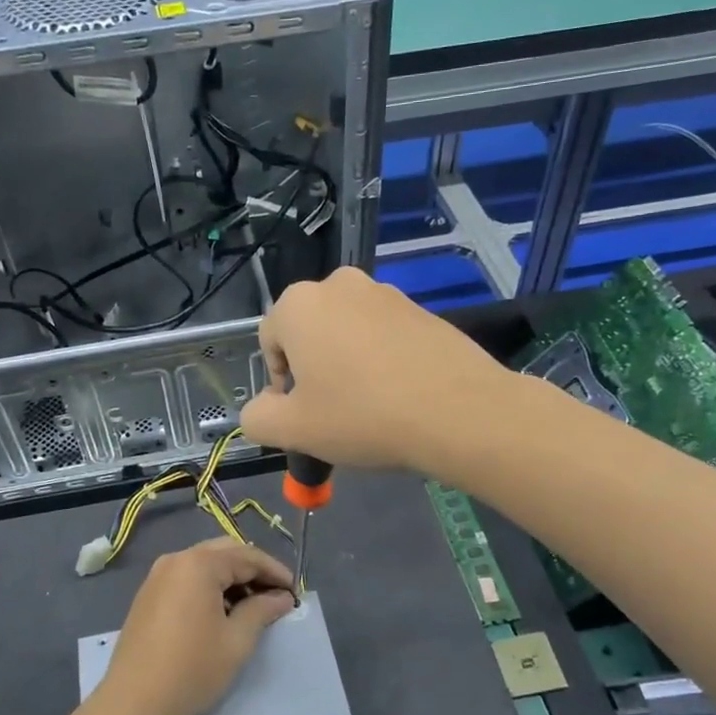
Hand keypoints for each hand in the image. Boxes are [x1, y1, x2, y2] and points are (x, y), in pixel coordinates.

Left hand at [92, 540, 295, 714]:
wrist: (133, 702)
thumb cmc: (191, 670)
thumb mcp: (236, 641)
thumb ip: (262, 611)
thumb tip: (282, 597)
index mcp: (199, 564)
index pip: (247, 556)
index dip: (275, 572)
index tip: (295, 592)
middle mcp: (176, 560)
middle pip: (225, 552)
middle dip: (253, 570)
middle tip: (275, 596)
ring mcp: (157, 576)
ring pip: (205, 564)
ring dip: (231, 578)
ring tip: (253, 607)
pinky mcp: (148, 594)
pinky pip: (187, 578)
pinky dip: (209, 586)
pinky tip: (222, 612)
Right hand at [240, 267, 507, 473]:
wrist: (459, 411)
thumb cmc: (362, 416)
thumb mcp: (293, 430)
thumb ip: (257, 418)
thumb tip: (261, 409)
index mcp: (298, 304)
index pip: (268, 342)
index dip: (278, 383)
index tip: (303, 415)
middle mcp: (338, 284)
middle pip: (308, 332)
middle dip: (312, 369)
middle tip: (332, 411)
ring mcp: (384, 292)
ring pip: (346, 332)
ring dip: (346, 363)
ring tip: (368, 405)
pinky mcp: (420, 308)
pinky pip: (382, 334)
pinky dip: (380, 359)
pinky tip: (398, 393)